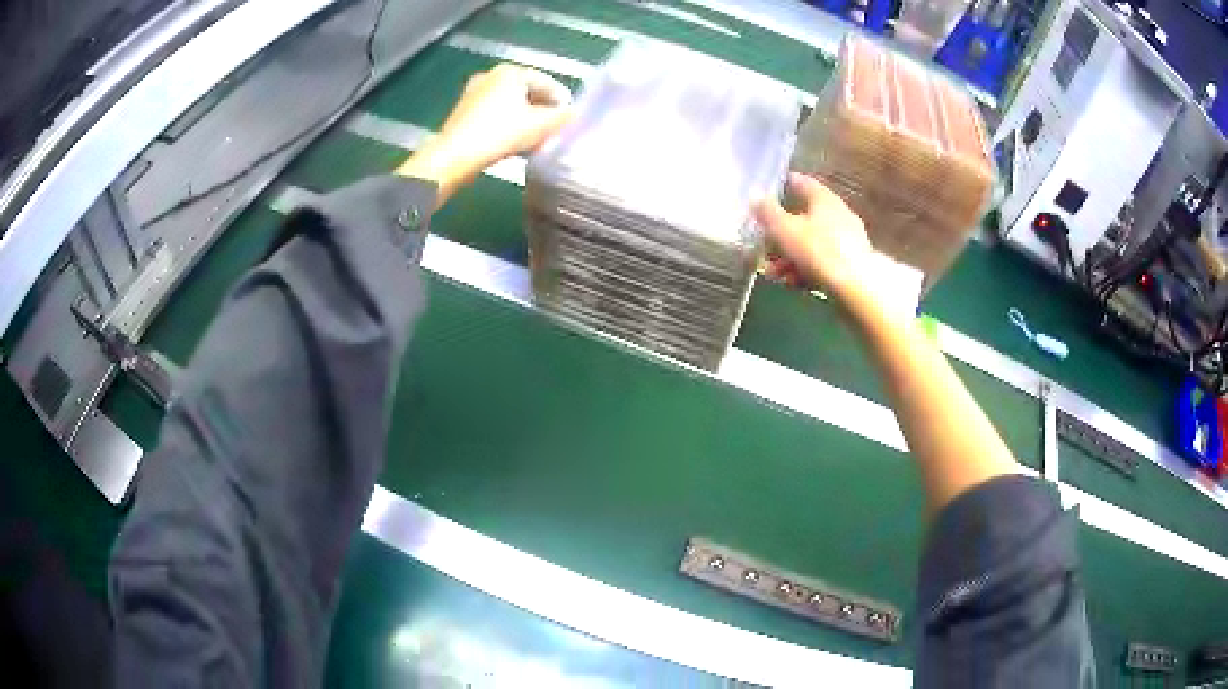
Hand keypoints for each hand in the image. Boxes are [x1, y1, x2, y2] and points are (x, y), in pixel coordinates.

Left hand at [397, 64, 572, 203]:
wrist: (455, 156)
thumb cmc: (500, 133)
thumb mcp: (541, 125)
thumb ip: (563, 117)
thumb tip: (575, 114)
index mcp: (511, 71)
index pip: (546, 82)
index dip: (562, 100)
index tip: (570, 117)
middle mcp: (491, 76)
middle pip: (527, 92)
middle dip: (543, 109)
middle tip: (556, 128)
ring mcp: (474, 93)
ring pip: (510, 104)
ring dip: (526, 119)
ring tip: (538, 138)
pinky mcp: (463, 112)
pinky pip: (495, 115)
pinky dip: (508, 124)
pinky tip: (515, 142)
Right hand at [754, 172, 877, 307]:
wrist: (857, 287)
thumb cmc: (818, 250)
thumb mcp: (785, 229)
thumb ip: (767, 212)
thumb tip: (754, 194)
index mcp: (823, 199)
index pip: (801, 183)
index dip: (784, 184)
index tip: (767, 191)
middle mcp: (838, 214)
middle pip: (804, 217)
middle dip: (781, 233)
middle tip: (763, 245)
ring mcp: (847, 240)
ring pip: (812, 243)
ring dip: (790, 256)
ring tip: (774, 273)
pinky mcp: (850, 264)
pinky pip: (822, 261)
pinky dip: (806, 269)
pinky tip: (793, 282)